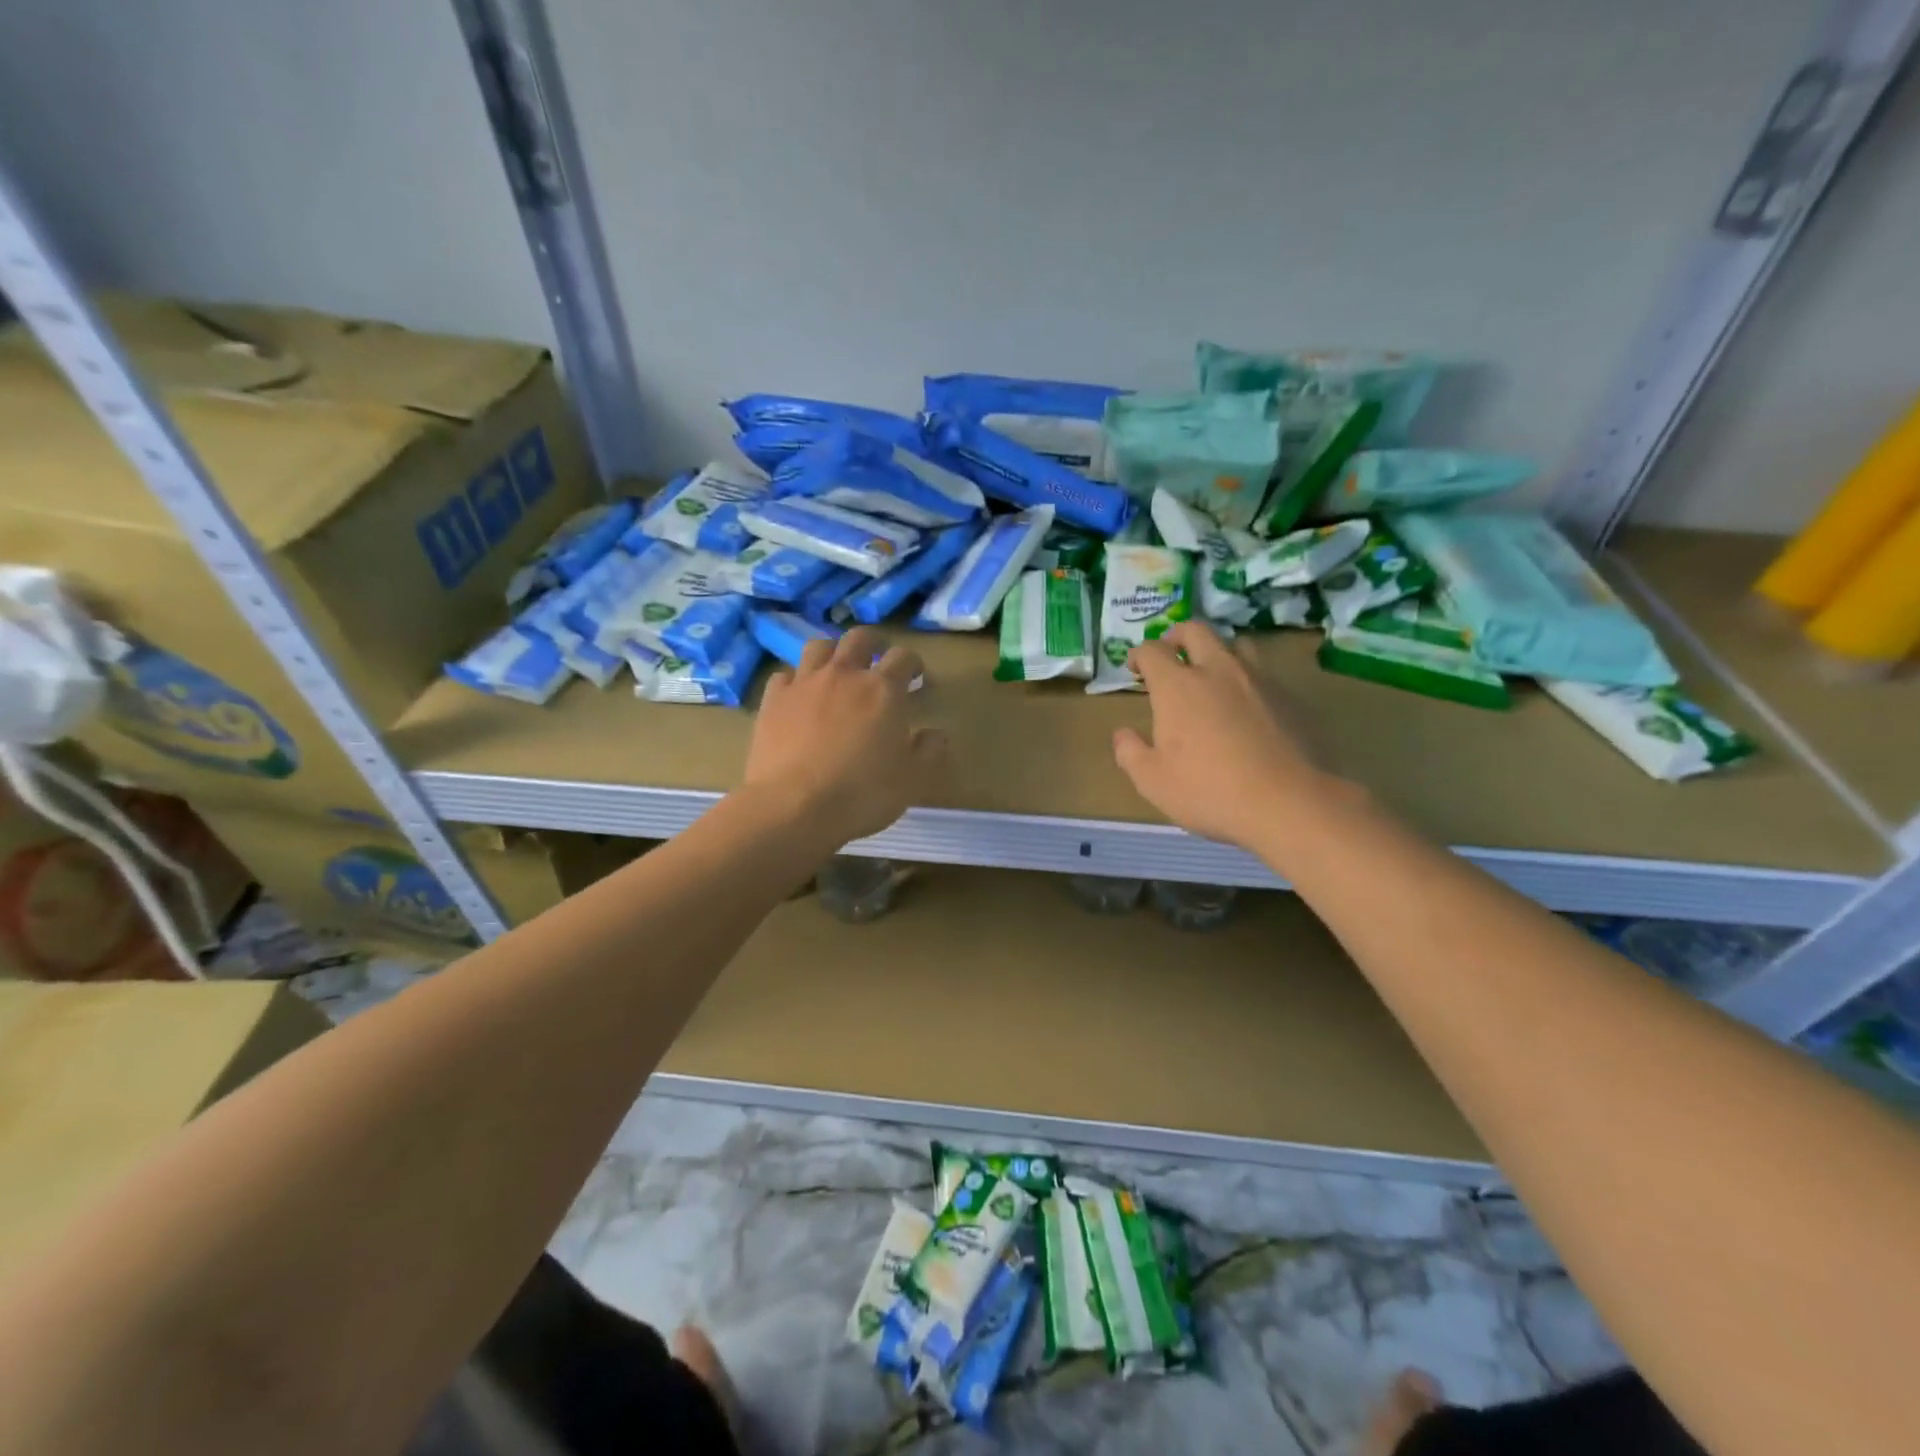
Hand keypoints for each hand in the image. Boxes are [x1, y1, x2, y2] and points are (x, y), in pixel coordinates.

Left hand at [742, 627, 946, 847]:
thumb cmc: (861, 794)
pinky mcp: (773, 700)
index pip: (903, 657)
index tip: (916, 677)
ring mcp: (804, 684)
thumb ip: (929, 751)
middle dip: (873, 643)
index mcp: (883, 690)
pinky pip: (785, 676)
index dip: (913, 663)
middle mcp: (844, 675)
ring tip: (836, 669)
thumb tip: (935, 733)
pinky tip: (799, 696)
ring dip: (833, 652)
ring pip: (819, 647)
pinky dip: (796, 680)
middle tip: (878, 657)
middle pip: (859, 638)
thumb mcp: (912, 780)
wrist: (793, 807)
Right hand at [1113, 621, 1333, 850]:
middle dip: (1177, 636)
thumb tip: (1123, 734)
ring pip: (1236, 645)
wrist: (1289, 803)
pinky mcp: (1290, 697)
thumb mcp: (1153, 781)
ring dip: (1217, 652)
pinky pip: (1264, 674)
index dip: (1139, 654)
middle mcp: (1217, 670)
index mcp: (1178, 686)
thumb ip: (1130, 752)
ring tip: (1212, 675)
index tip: (1135, 667)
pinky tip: (1248, 708)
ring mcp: (1259, 680)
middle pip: (1195, 630)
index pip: (1152, 651)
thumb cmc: (1209, 791)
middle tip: (1171, 653)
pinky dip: (1247, 680)